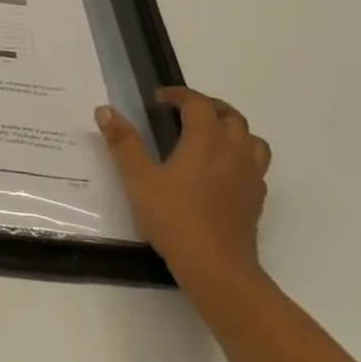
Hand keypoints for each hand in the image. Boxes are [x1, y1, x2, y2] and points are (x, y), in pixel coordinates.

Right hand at [96, 88, 271, 290]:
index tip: (159, 98)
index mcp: (205, 141)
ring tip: (210, 136)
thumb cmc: (173, 218)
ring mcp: (249, 175)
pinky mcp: (256, 198)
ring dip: (231, 128)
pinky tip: (223, 171)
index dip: (179, 95)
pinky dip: (241, 155)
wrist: (216, 266)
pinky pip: (256, 164)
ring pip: (251, 138)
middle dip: (208, 106)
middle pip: (230, 115)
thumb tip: (105, 110)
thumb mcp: (138, 179)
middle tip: (184, 111)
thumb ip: (123, 142)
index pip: (198, 103)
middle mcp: (232, 151)